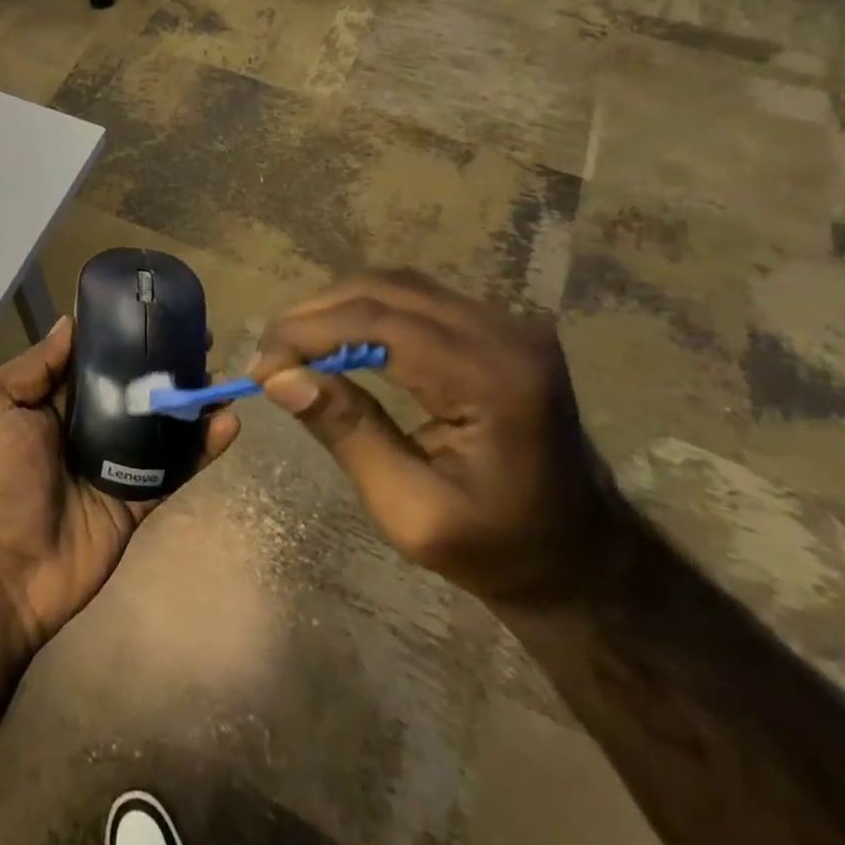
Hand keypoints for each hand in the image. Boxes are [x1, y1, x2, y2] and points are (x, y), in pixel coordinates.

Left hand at [0, 316, 240, 652]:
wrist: (0, 573)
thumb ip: (34, 366)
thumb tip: (70, 322)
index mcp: (47, 399)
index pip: (90, 357)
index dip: (120, 332)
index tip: (155, 307)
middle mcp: (82, 424)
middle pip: (130, 384)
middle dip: (162, 360)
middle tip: (201, 338)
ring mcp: (112, 462)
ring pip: (157, 421)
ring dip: (188, 398)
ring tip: (221, 374)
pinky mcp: (135, 498)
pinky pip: (173, 467)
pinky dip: (202, 447)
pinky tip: (228, 423)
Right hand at [248, 270, 624, 608]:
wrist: (584, 560)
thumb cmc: (497, 549)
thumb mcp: (410, 511)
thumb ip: (347, 433)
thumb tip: (278, 377)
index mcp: (493, 379)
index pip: (379, 323)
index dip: (308, 333)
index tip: (261, 367)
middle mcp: (505, 332)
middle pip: (383, 290)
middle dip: (313, 315)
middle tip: (270, 357)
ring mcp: (507, 323)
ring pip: (394, 285)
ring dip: (334, 310)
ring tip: (294, 349)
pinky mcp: (497, 327)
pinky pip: (413, 298)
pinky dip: (363, 313)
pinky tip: (337, 343)